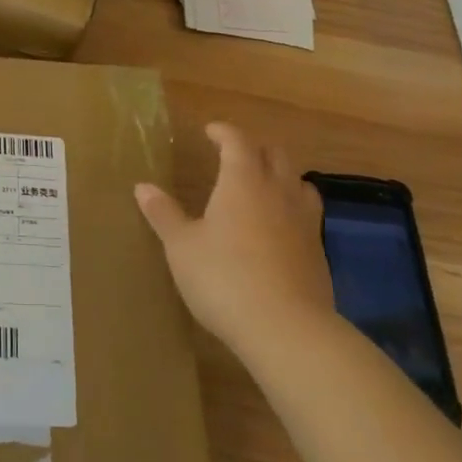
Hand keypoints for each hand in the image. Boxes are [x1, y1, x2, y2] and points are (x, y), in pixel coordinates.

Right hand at [135, 123, 335, 356]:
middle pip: (275, 155)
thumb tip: (143, 187)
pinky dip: (292, 209)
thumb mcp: (182, 246)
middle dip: (254, 149)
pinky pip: (307, 215)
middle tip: (234, 155)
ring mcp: (304, 222)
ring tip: (263, 186)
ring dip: (281, 176)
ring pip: (299, 182)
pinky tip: (278, 228)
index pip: (238, 142)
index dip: (224, 132)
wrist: (287, 329)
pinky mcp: (318, 252)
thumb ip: (164, 214)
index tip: (211, 131)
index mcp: (243, 182)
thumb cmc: (224, 278)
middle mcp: (278, 192)